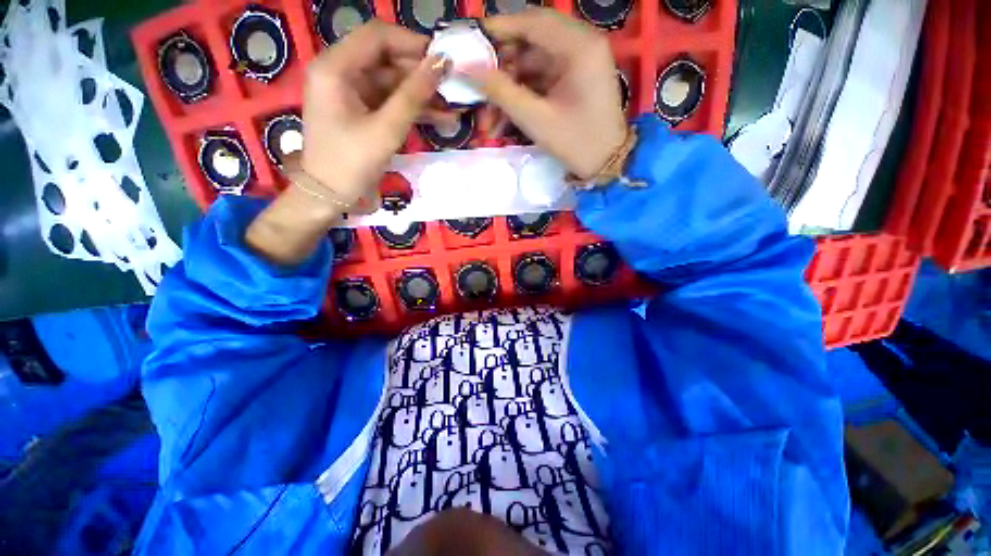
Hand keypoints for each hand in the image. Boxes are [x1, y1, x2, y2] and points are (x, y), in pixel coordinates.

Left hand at [302, 20, 448, 205]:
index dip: (412, 43)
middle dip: (421, 73)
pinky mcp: (361, 110)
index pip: (378, 36)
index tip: (443, 60)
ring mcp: (351, 92)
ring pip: (392, 82)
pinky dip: (412, 108)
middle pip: (387, 59)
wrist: (331, 196)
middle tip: (453, 87)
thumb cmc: (352, 163)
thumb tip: (442, 63)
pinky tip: (439, 117)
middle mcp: (341, 72)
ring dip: (421, 94)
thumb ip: (414, 95)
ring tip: (452, 107)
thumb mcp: (386, 129)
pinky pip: (390, 101)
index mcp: (336, 68)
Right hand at [466, 9, 626, 179]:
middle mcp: (580, 46)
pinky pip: (541, 81)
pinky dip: (522, 97)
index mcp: (578, 47)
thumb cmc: (576, 142)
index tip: (470, 43)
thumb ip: (501, 92)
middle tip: (477, 87)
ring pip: (532, 66)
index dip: (498, 30)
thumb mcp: (536, 119)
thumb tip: (466, 70)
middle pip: (530, 43)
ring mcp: (578, 64)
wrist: (606, 164)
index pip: (531, 22)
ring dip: (509, 89)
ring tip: (488, 117)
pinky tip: (505, 119)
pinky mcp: (573, 80)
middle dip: (501, 68)